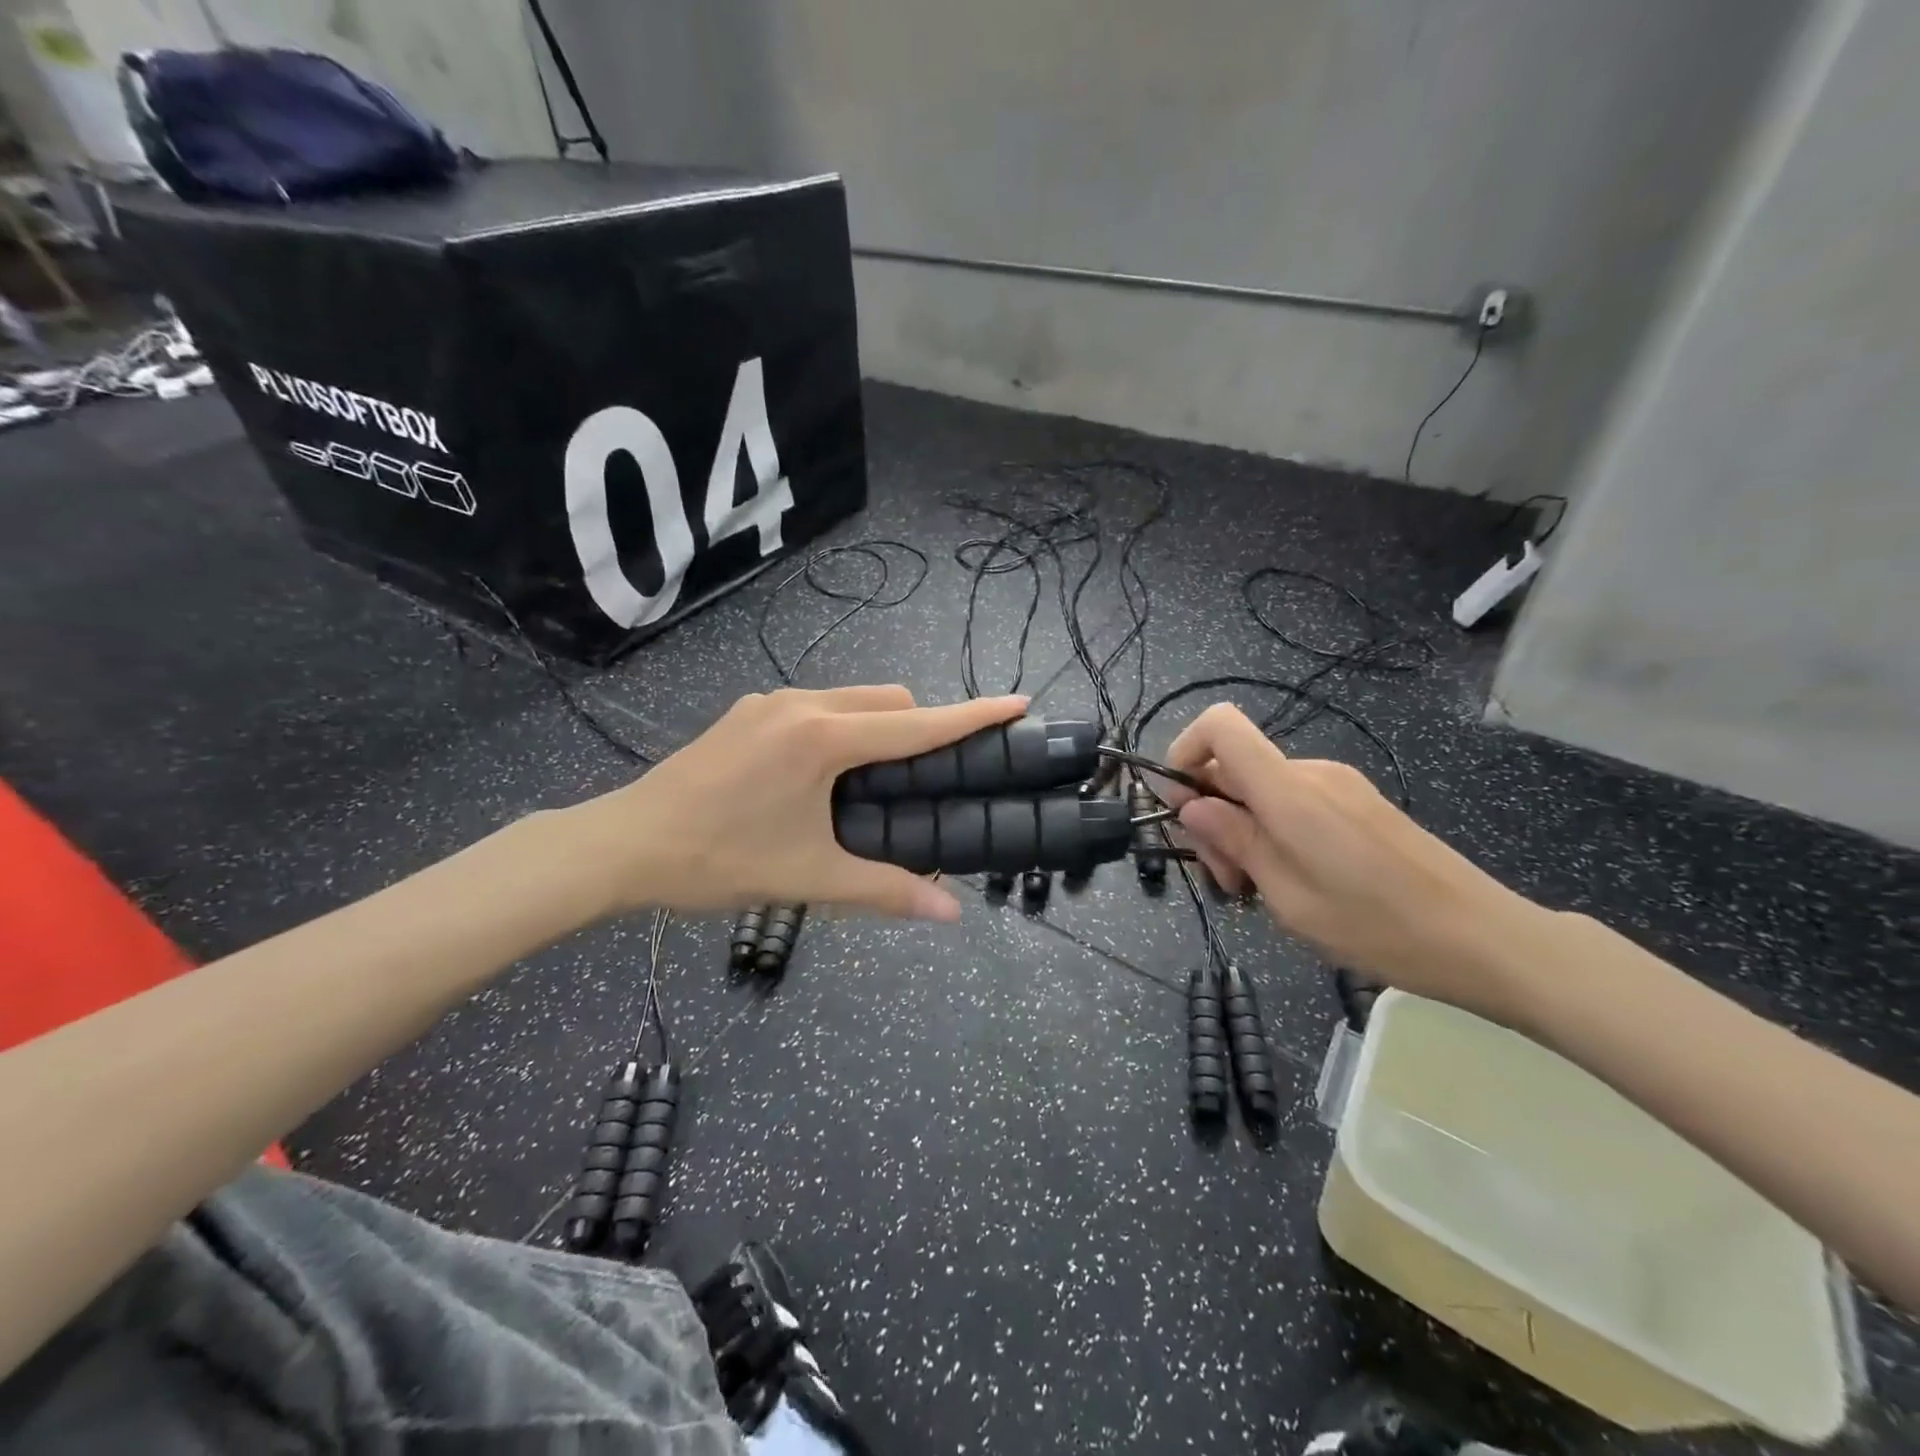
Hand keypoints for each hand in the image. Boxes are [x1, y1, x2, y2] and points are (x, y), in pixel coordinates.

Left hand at [568, 686, 1026, 920]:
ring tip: (876, 780)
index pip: (916, 724)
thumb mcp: (808, 878)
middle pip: (888, 699)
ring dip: (879, 726)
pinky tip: (824, 774)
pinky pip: (817, 706)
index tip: (1017, 703)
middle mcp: (802, 704)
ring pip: (852, 698)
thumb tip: (950, 914)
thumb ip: (885, 891)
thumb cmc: (719, 862)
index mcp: (823, 739)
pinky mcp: (747, 711)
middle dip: (922, 724)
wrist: (623, 845)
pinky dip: (842, 727)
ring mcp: (769, 703)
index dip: (972, 715)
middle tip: (930, 775)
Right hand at [1160, 703, 1549, 1013]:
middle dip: (1213, 817)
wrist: (1484, 937)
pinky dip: (1274, 833)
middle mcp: (1311, 772)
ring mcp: (1338, 785)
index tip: (1179, 808)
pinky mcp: (1357, 802)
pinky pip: (1293, 802)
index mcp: (1289, 790)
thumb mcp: (1289, 896)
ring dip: (1243, 832)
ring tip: (1262, 890)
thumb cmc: (1378, 925)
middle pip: (1233, 768)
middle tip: (1229, 882)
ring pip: (1260, 790)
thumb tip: (1191, 805)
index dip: (1183, 752)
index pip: (1220, 726)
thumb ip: (1235, 841)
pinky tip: (1293, 881)